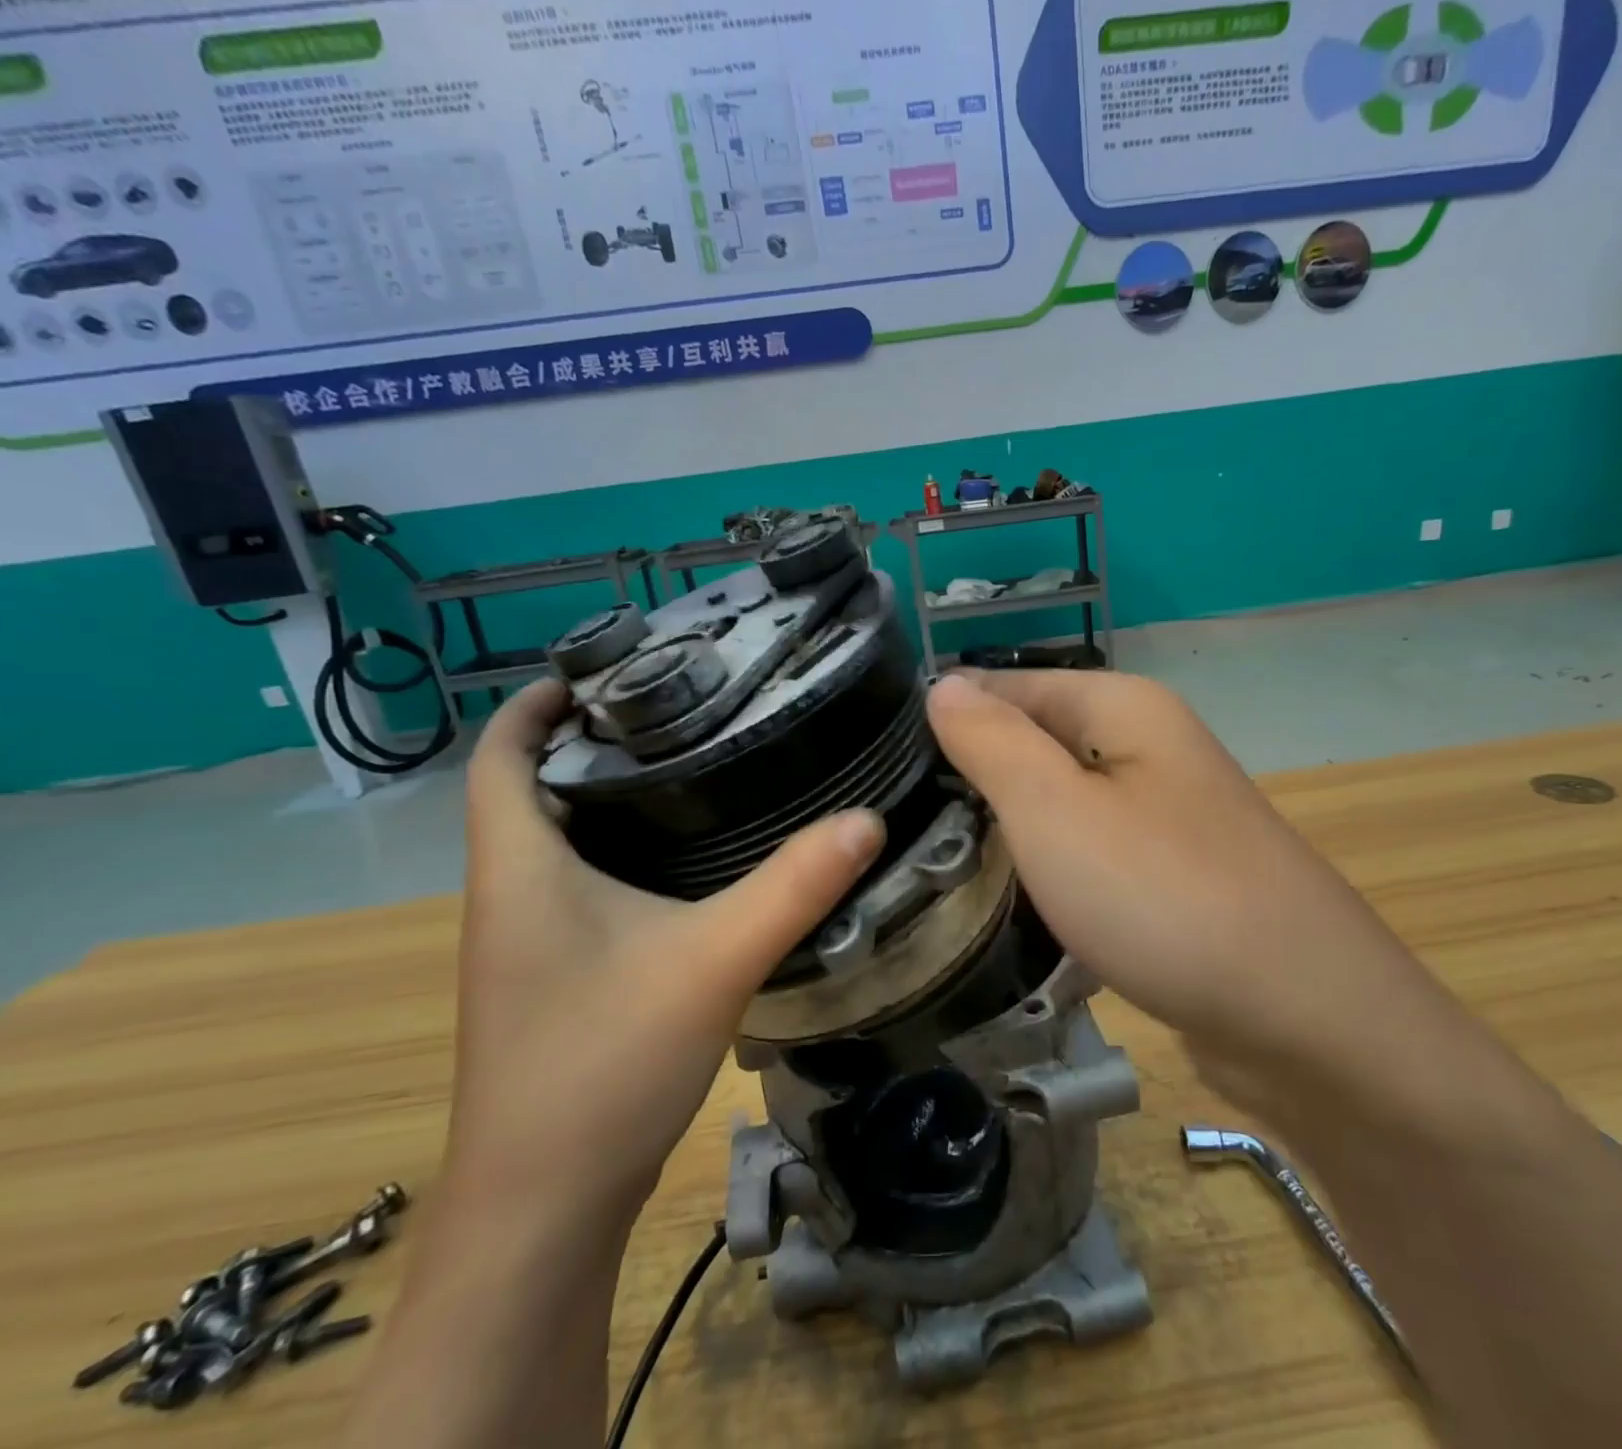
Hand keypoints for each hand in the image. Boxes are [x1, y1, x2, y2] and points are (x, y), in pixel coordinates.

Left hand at [446, 680, 884, 1225]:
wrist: (544, 1209)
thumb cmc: (603, 1066)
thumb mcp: (714, 961)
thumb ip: (793, 887)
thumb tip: (866, 819)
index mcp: (520, 869)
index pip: (498, 757)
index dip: (536, 705)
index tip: (605, 668)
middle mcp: (510, 895)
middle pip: (535, 789)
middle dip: (594, 742)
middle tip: (682, 707)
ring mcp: (530, 941)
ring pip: (563, 840)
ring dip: (613, 798)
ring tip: (698, 765)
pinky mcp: (558, 976)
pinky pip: (584, 885)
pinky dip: (627, 852)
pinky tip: (694, 860)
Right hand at [925, 671, 1438, 1095]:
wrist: (1305, 1018)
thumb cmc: (1162, 896)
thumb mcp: (1053, 809)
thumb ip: (991, 741)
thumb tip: (942, 687)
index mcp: (1123, 707)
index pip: (1007, 685)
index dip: (946, 716)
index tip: (880, 764)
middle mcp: (1150, 745)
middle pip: (1037, 741)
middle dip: (973, 775)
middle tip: (898, 821)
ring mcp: (1167, 812)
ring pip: (1062, 800)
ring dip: (1009, 825)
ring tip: (936, 858)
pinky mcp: (1174, 873)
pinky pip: (1091, 850)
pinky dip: (1051, 866)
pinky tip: (1012, 897)